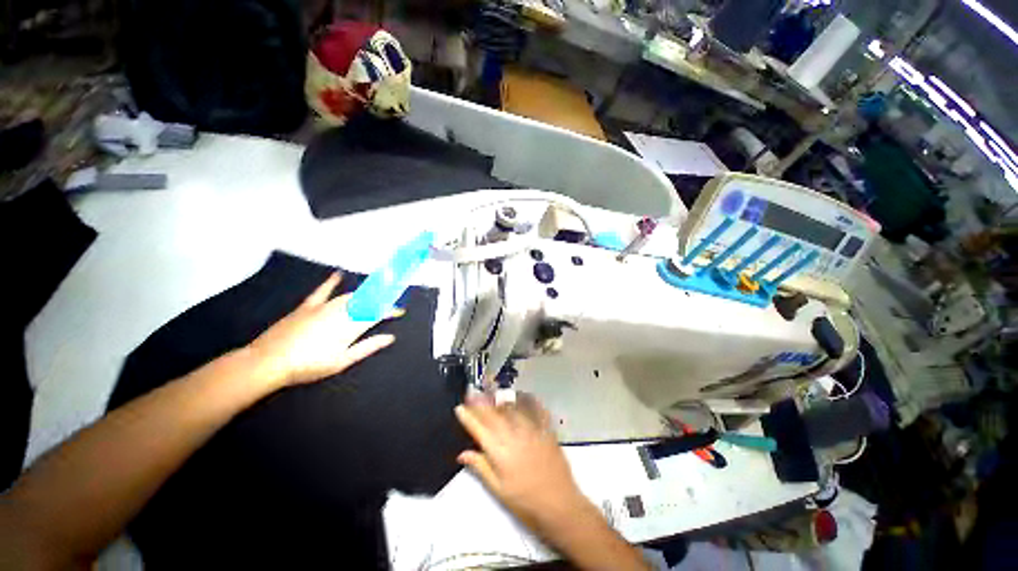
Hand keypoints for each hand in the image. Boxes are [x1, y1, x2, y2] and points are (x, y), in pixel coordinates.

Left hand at [245, 273, 401, 388]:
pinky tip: (338, 274)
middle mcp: (341, 311)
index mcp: (351, 325)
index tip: (400, 311)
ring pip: (350, 295)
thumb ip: (368, 347)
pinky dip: (331, 282)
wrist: (268, 362)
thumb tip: (390, 337)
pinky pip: (322, 291)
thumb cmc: (309, 366)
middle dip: (382, 299)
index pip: (377, 313)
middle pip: (367, 301)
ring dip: (366, 293)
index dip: (391, 311)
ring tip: (376, 293)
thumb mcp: (343, 361)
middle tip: (391, 299)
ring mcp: (323, 307)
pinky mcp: (307, 306)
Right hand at [455, 394, 590, 533]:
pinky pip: (534, 408)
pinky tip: (522, 394)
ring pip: (511, 408)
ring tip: (490, 392)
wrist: (560, 504)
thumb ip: (480, 467)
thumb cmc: (525, 502)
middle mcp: (514, 434)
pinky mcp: (546, 429)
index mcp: (500, 451)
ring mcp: (531, 429)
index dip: (467, 417)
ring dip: (499, 399)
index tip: (459, 408)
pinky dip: (527, 400)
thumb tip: (462, 453)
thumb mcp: (498, 489)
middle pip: (493, 414)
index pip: (479, 429)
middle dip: (480, 403)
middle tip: (470, 394)